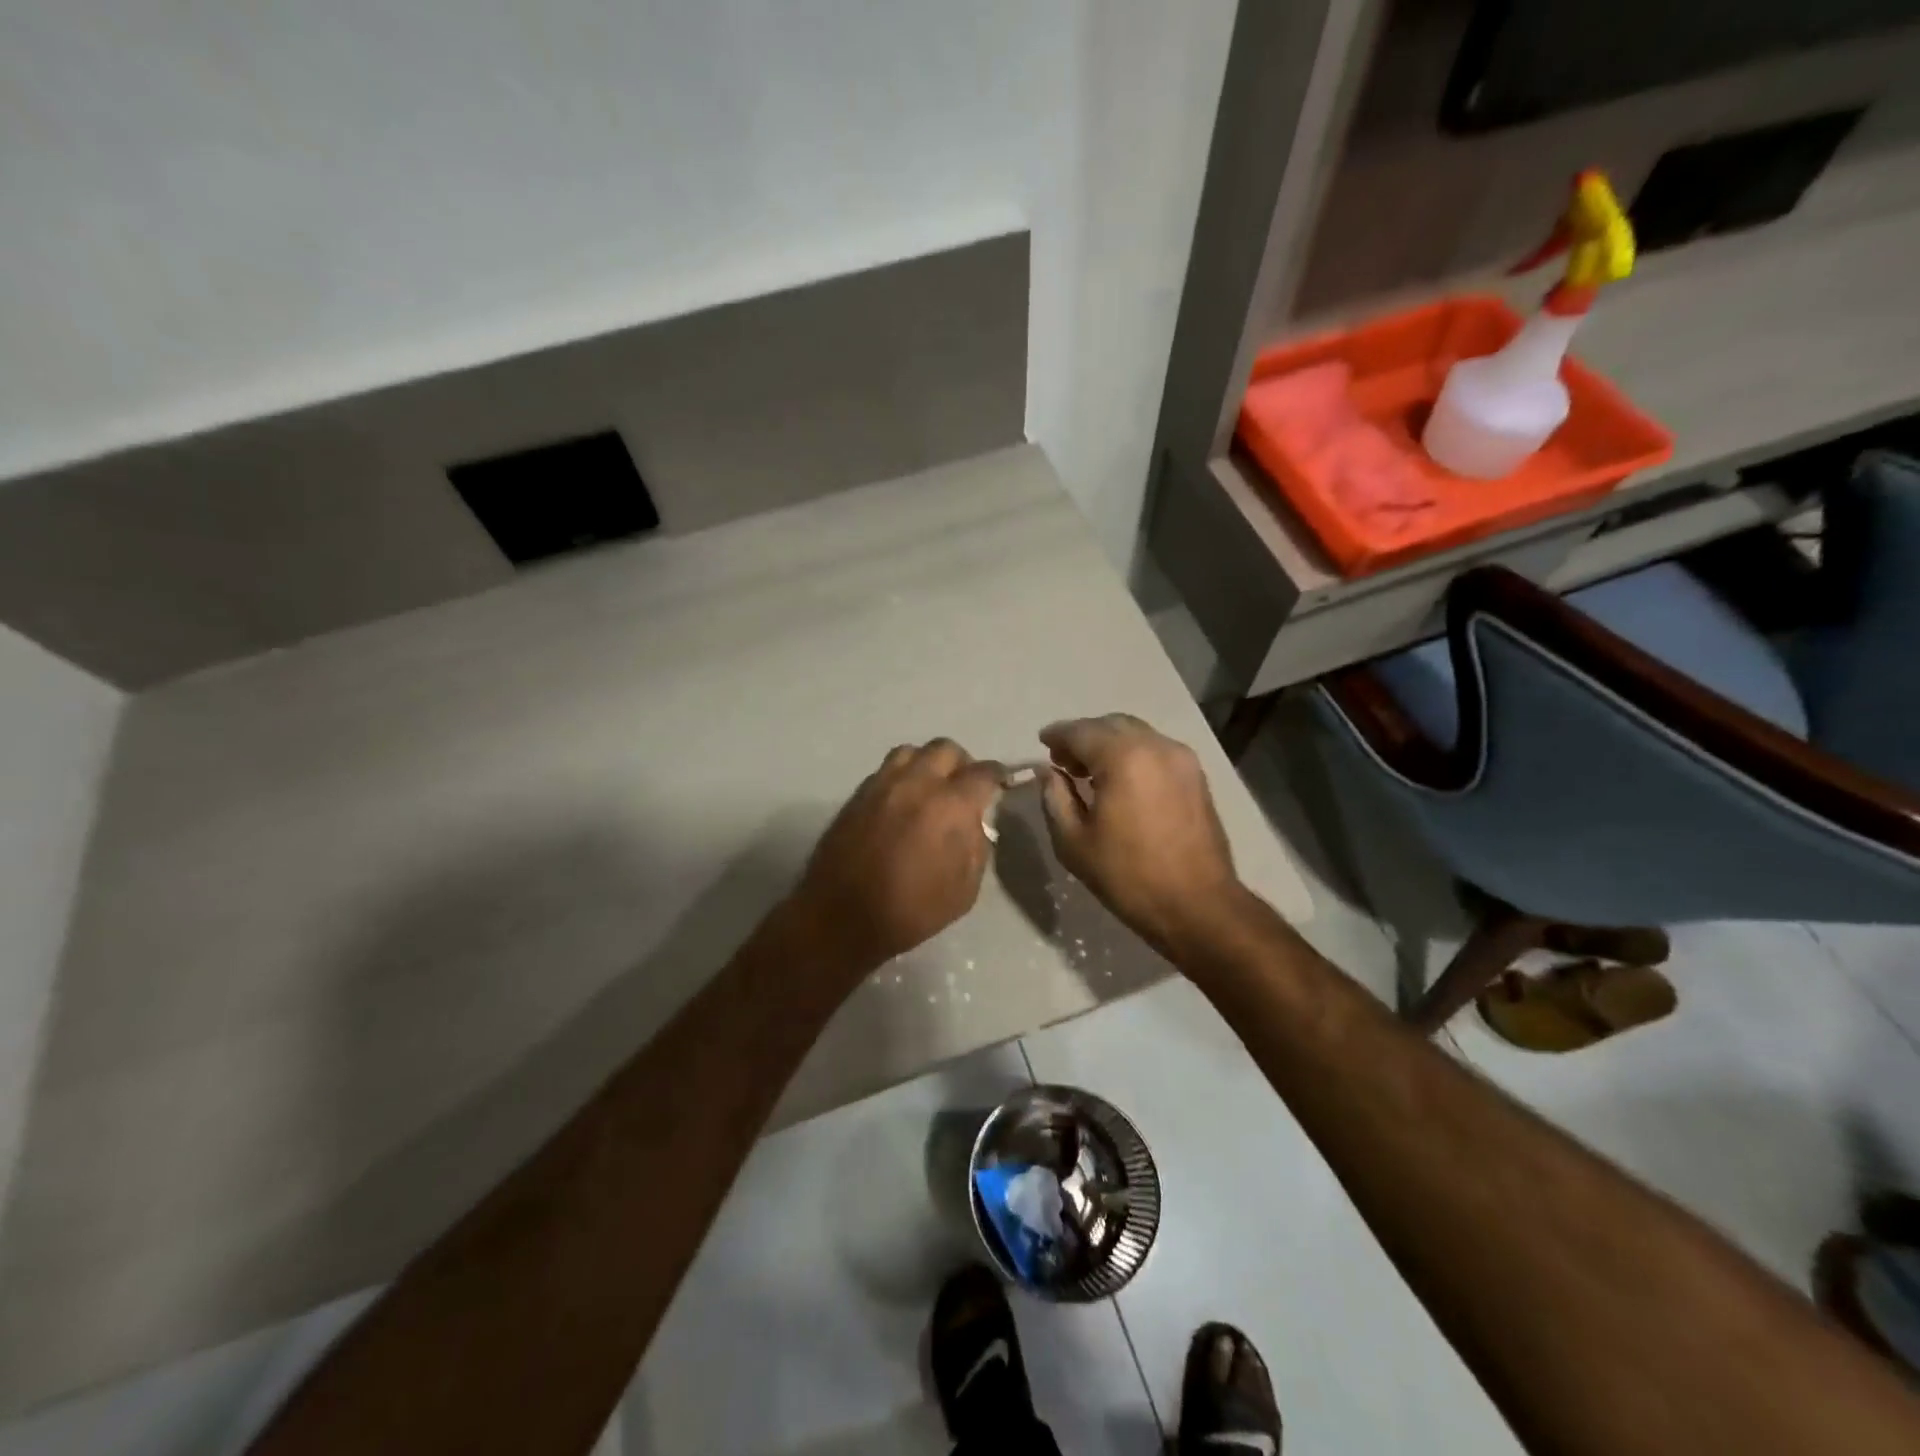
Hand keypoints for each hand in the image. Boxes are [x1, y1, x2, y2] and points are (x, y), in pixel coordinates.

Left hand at [791, 739, 1004, 975]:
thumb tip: (973, 823)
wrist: (841, 916)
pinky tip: (901, 802)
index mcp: (950, 805)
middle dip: (962, 763)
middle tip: (963, 786)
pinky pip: (885, 770)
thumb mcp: (964, 890)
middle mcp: (917, 783)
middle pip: (946, 749)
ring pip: (911, 751)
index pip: (983, 772)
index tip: (1001, 783)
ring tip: (930, 787)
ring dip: (927, 763)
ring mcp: (883, 784)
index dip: (997, 775)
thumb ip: (976, 847)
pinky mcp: (857, 794)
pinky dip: (901, 777)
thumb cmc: (910, 911)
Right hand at [1038, 715, 1243, 955]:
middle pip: (1111, 725)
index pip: (1081, 731)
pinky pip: (1156, 750)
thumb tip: (1049, 772)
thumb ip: (1055, 797)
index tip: (1042, 743)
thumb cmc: (1128, 876)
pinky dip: (1133, 754)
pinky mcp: (1196, 776)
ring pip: (1137, 734)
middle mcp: (1156, 746)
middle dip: (1084, 736)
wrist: (1198, 906)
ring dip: (1109, 744)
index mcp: (1123, 758)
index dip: (1058, 735)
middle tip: (1063, 760)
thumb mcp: (1074, 842)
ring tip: (1090, 772)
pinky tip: (1121, 781)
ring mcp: (1182, 759)